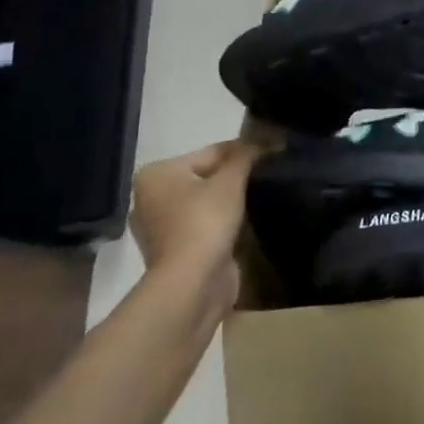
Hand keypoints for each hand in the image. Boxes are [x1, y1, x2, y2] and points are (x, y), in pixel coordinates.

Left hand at [129, 141, 260, 314]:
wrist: (192, 284)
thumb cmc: (205, 222)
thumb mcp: (231, 180)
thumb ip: (246, 155)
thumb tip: (266, 139)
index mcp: (156, 174)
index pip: (210, 152)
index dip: (244, 151)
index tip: (273, 151)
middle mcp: (150, 198)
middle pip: (205, 176)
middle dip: (235, 177)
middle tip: (269, 174)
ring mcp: (160, 228)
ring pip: (205, 203)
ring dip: (229, 201)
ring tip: (261, 196)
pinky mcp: (174, 252)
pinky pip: (204, 225)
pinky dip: (222, 223)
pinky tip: (246, 221)